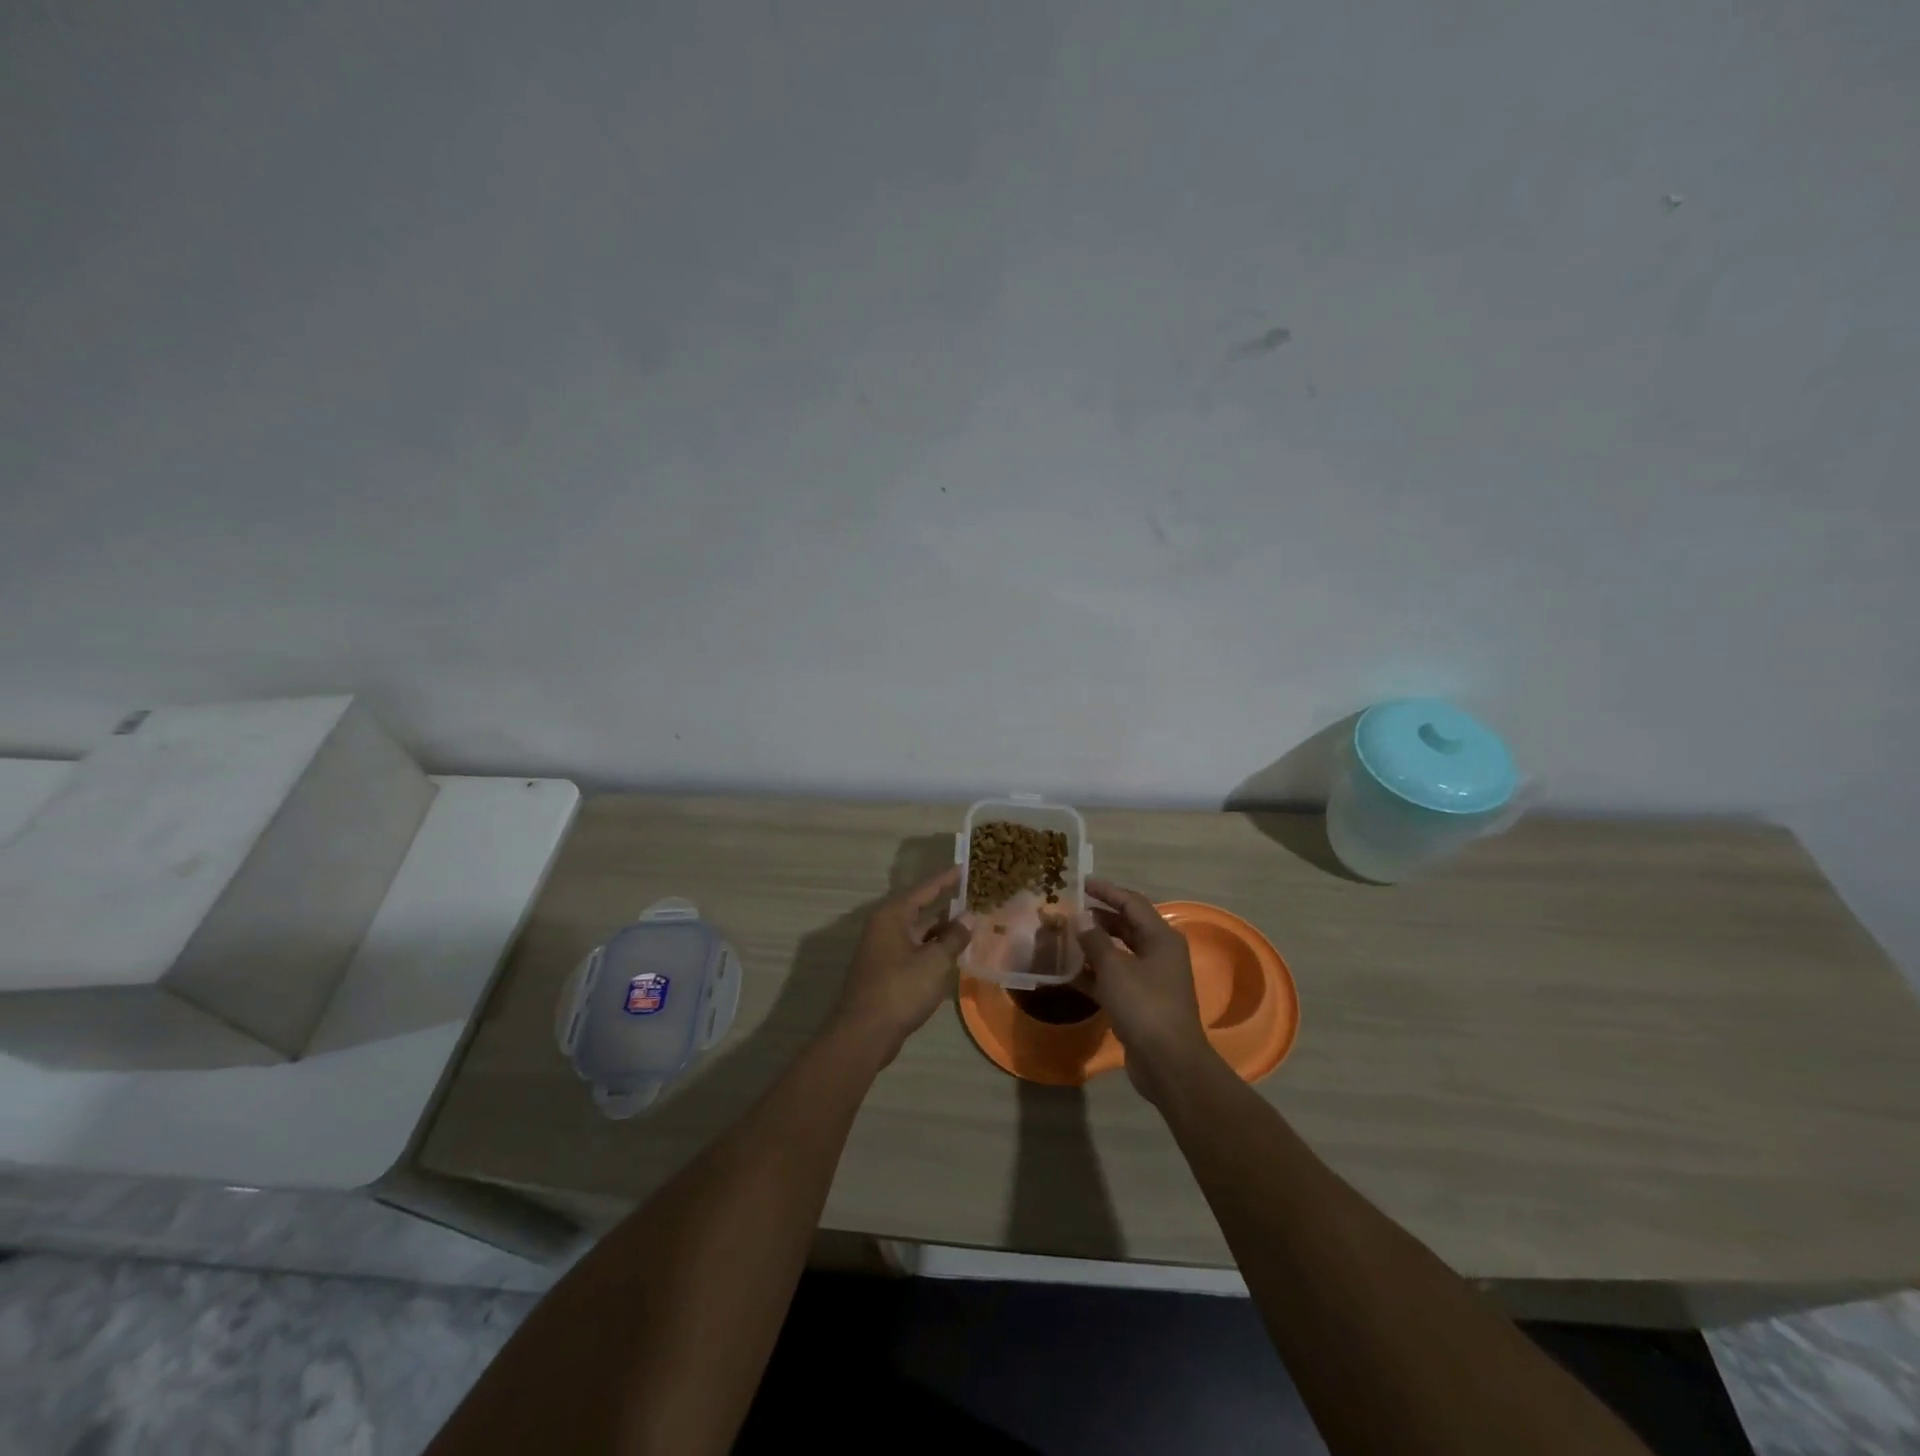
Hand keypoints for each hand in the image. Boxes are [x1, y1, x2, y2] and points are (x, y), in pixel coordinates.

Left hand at [830, 867, 971, 1063]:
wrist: (865, 1033)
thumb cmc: (900, 989)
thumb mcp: (934, 961)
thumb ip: (954, 938)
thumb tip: (968, 919)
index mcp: (892, 916)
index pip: (924, 890)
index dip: (946, 879)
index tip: (964, 867)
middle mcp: (884, 927)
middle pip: (919, 909)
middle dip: (946, 905)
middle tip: (973, 896)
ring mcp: (882, 950)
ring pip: (918, 932)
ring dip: (941, 930)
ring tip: (969, 923)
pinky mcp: (885, 972)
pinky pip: (914, 951)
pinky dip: (932, 949)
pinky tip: (951, 953)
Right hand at [1077, 877, 1218, 1100]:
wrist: (1167, 1062)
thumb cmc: (1144, 1005)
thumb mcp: (1114, 968)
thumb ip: (1095, 940)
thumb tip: (1080, 918)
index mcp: (1161, 938)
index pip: (1131, 903)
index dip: (1106, 891)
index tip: (1081, 883)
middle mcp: (1159, 953)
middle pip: (1126, 926)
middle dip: (1097, 918)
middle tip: (1068, 910)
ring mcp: (1150, 979)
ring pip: (1118, 953)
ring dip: (1092, 945)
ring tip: (1063, 937)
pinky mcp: (1139, 1002)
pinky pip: (1114, 978)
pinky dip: (1094, 973)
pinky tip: (1068, 971)